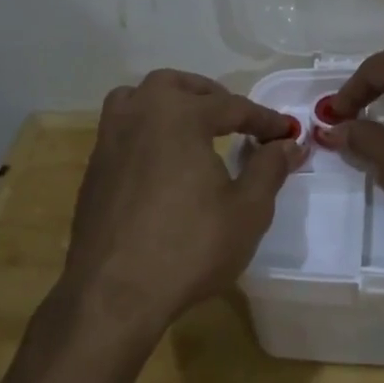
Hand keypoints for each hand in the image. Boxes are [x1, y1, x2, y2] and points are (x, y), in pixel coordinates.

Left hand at [55, 69, 306, 340]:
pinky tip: (164, 163)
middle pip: (175, 86)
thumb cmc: (190, 247)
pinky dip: (147, 132)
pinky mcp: (94, 172)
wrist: (114, 297)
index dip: (264, 119)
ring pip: (137, 100)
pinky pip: (122, 131)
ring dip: (168, 104)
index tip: (288, 133)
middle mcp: (139, 116)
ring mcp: (109, 142)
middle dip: (210, 96)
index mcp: (179, 116)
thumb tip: (289, 144)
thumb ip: (270, 168)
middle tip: (235, 119)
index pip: (232, 106)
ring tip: (192, 128)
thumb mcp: (248, 209)